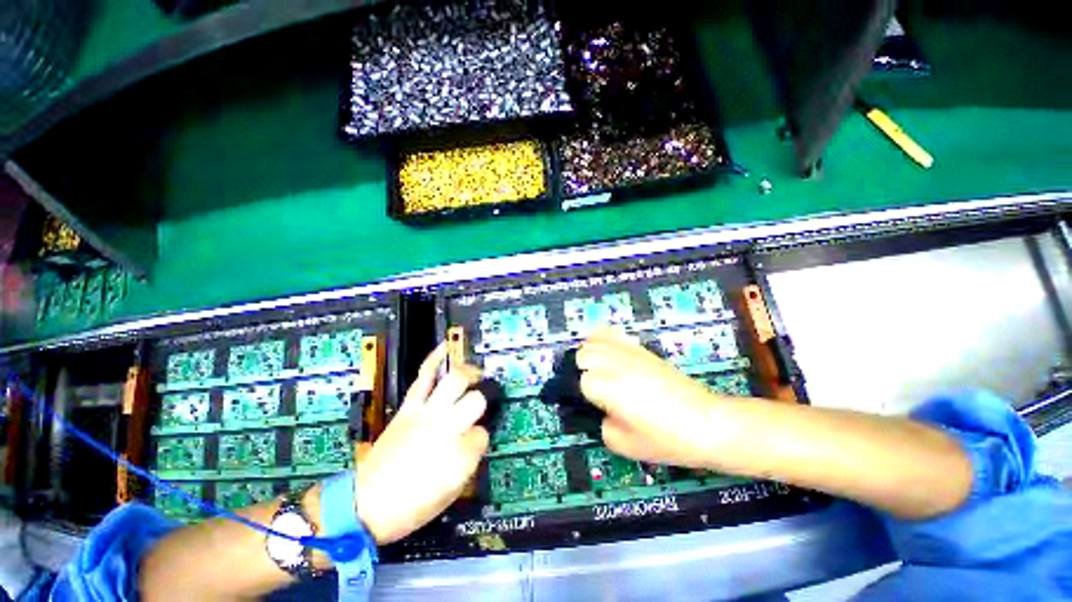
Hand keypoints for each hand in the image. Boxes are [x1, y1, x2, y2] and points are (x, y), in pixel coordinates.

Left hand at [354, 343, 488, 544]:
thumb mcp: (452, 492)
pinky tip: (444, 347)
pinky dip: (434, 358)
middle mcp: (447, 428)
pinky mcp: (408, 407)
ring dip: (469, 373)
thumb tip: (476, 436)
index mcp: (461, 455)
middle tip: (484, 398)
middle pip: (476, 399)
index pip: (484, 433)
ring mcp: (427, 413)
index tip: (474, 440)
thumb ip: (470, 460)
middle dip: (483, 398)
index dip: (481, 436)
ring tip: (475, 372)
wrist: (365, 504)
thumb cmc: (412, 505)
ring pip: (455, 381)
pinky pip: (423, 377)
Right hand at [577, 329, 724, 468]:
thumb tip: (602, 410)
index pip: (582, 382)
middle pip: (583, 354)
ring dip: (592, 354)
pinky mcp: (641, 349)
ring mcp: (629, 353)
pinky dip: (605, 340)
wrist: (706, 422)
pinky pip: (614, 333)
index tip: (597, 406)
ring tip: (601, 370)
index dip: (587, 396)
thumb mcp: (625, 446)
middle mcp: (614, 365)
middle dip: (585, 371)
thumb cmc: (666, 440)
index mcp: (608, 389)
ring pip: (595, 340)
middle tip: (598, 388)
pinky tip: (611, 354)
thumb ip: (602, 426)